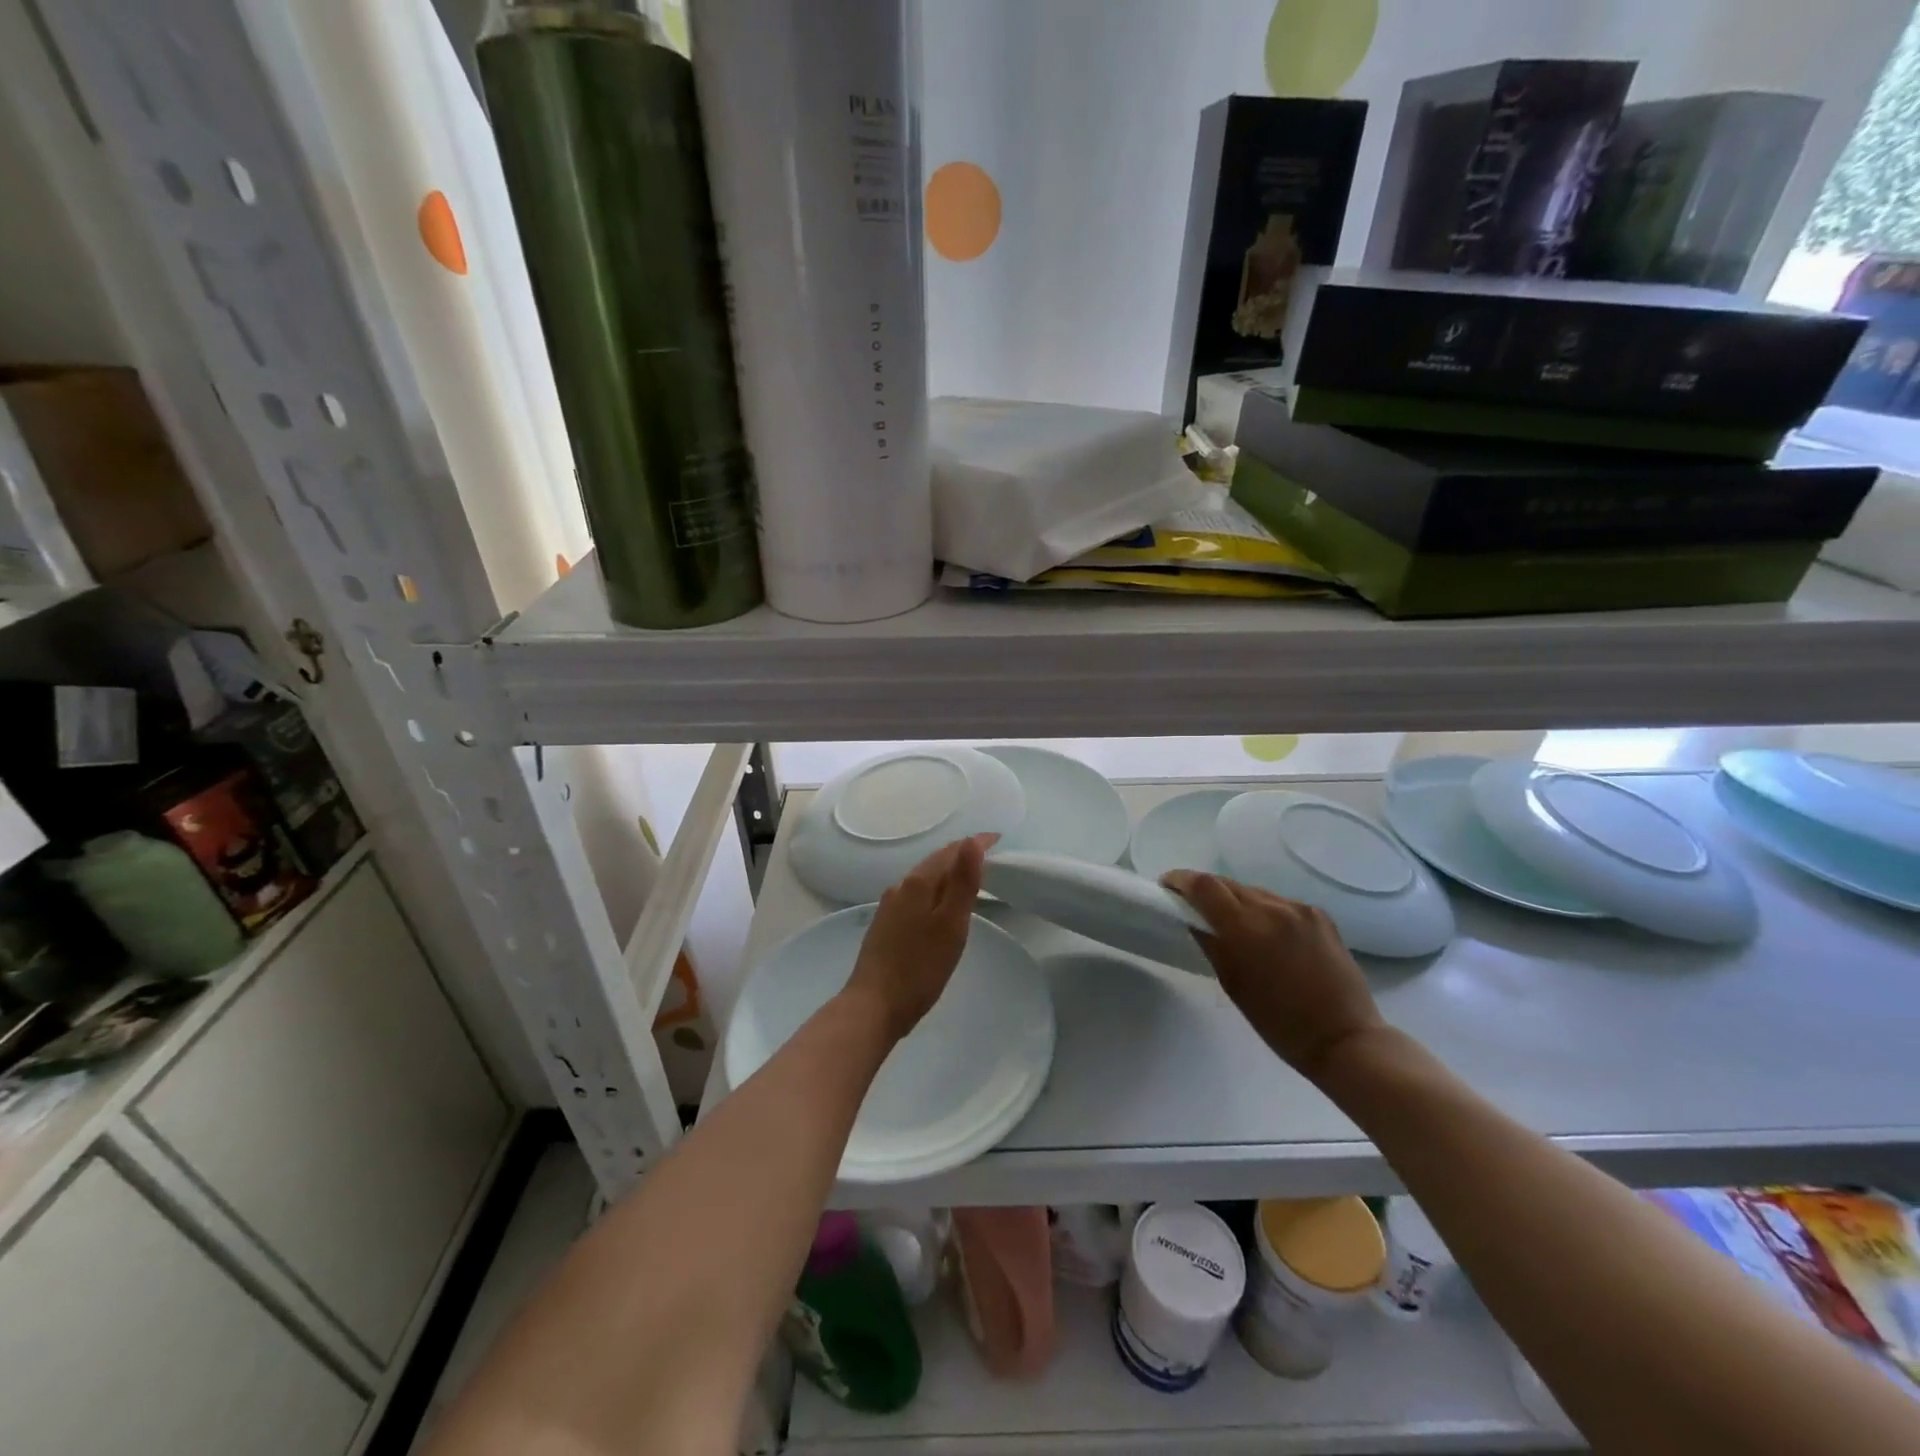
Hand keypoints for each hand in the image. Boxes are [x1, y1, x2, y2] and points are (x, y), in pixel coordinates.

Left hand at [842, 834, 994, 1040]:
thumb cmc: (920, 968)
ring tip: (968, 877)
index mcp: (918, 883)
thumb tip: (971, 841)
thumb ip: (962, 882)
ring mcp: (889, 906)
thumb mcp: (951, 924)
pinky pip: (915, 895)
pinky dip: (934, 890)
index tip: (998, 839)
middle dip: (960, 855)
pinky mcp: (885, 925)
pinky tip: (939, 905)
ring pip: (924, 879)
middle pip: (935, 862)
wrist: (873, 1006)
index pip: (951, 852)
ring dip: (946, 872)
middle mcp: (900, 887)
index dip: (975, 844)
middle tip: (988, 855)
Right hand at [1162, 871, 1384, 1085]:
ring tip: (1234, 924)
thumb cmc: (1279, 1022)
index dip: (1181, 880)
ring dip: (1237, 902)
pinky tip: (1269, 935)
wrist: (1345, 1039)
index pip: (1203, 885)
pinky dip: (1266, 912)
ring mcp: (1299, 909)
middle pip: (1227, 884)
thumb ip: (1211, 943)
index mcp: (1245, 927)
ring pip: (1254, 892)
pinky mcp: (1320, 915)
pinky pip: (1280, 903)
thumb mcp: (1233, 983)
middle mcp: (1272, 908)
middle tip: (1195, 907)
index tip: (1167, 886)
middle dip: (1206, 891)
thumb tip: (1193, 918)